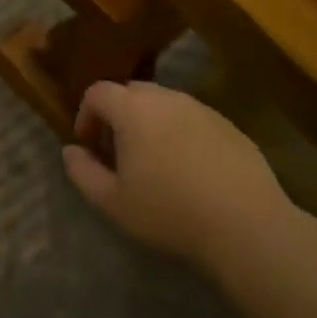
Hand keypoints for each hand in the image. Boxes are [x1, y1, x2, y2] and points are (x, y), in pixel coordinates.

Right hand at [63, 80, 292, 269]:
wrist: (246, 225)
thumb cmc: (169, 212)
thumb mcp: (112, 202)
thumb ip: (82, 172)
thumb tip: (70, 150)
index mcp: (133, 109)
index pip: (97, 92)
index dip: (86, 115)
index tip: (89, 146)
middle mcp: (166, 98)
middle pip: (131, 92)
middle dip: (118, 116)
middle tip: (119, 153)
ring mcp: (202, 109)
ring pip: (165, 104)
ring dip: (151, 124)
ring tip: (155, 163)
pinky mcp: (229, 125)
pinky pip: (193, 119)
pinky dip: (181, 134)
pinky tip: (190, 170)